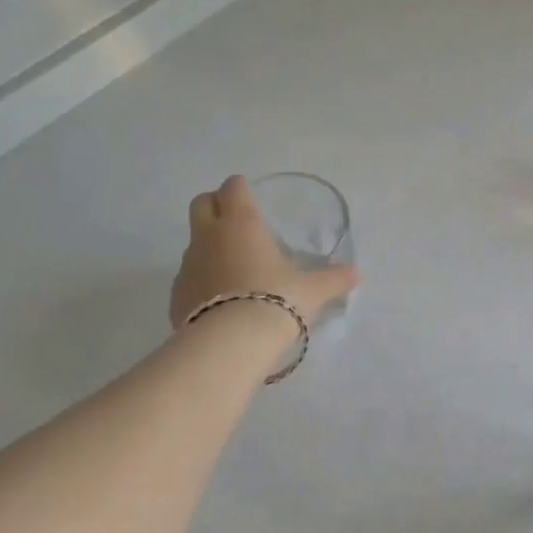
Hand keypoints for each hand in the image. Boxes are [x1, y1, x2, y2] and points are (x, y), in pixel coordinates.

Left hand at [171, 176, 360, 328]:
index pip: (233, 189)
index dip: (240, 187)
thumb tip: (356, 275)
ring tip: (233, 265)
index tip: (247, 192)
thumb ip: (334, 279)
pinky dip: (202, 279)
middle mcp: (210, 237)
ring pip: (194, 242)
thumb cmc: (276, 301)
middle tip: (234, 218)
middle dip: (214, 205)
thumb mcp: (313, 291)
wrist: (231, 344)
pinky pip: (189, 276)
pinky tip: (220, 297)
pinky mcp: (177, 295)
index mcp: (242, 224)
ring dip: (209, 245)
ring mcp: (188, 266)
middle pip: (201, 204)